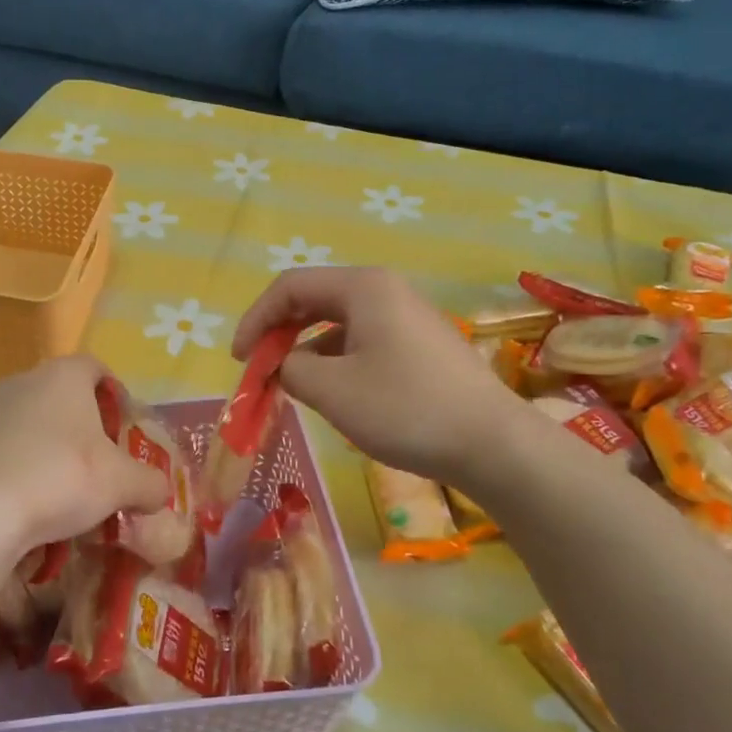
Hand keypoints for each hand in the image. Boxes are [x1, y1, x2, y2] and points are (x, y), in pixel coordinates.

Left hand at [0, 354, 169, 566]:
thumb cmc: (61, 477)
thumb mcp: (122, 484)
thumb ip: (150, 483)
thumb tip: (159, 492)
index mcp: (64, 375)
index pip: (96, 367)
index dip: (116, 393)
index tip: (126, 427)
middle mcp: (24, 381)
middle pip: (63, 396)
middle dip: (85, 426)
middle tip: (103, 462)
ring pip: (33, 424)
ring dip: (53, 449)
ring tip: (69, 489)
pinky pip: (7, 450)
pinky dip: (24, 469)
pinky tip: (33, 503)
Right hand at [233, 267, 511, 485]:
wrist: (492, 444)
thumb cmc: (405, 408)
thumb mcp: (332, 390)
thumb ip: (290, 369)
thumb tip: (284, 366)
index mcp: (363, 287)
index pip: (290, 287)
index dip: (256, 320)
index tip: (240, 360)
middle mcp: (385, 291)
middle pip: (314, 300)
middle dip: (279, 333)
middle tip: (260, 370)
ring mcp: (407, 317)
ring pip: (338, 324)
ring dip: (306, 350)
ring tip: (292, 387)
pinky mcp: (420, 346)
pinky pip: (363, 341)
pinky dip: (336, 361)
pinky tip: (333, 393)